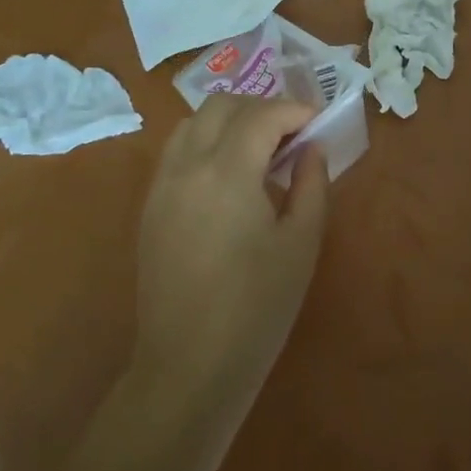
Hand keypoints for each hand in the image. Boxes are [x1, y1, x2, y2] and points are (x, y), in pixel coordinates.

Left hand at [134, 95, 329, 415]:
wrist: (189, 365)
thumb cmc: (257, 308)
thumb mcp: (301, 244)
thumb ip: (312, 184)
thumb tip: (312, 149)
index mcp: (227, 172)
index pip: (261, 115)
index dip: (295, 110)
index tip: (319, 122)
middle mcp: (186, 166)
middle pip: (222, 106)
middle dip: (262, 108)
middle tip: (293, 134)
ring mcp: (161, 185)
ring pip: (193, 123)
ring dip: (230, 121)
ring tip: (261, 150)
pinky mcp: (150, 206)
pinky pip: (177, 150)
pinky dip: (206, 142)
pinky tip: (230, 175)